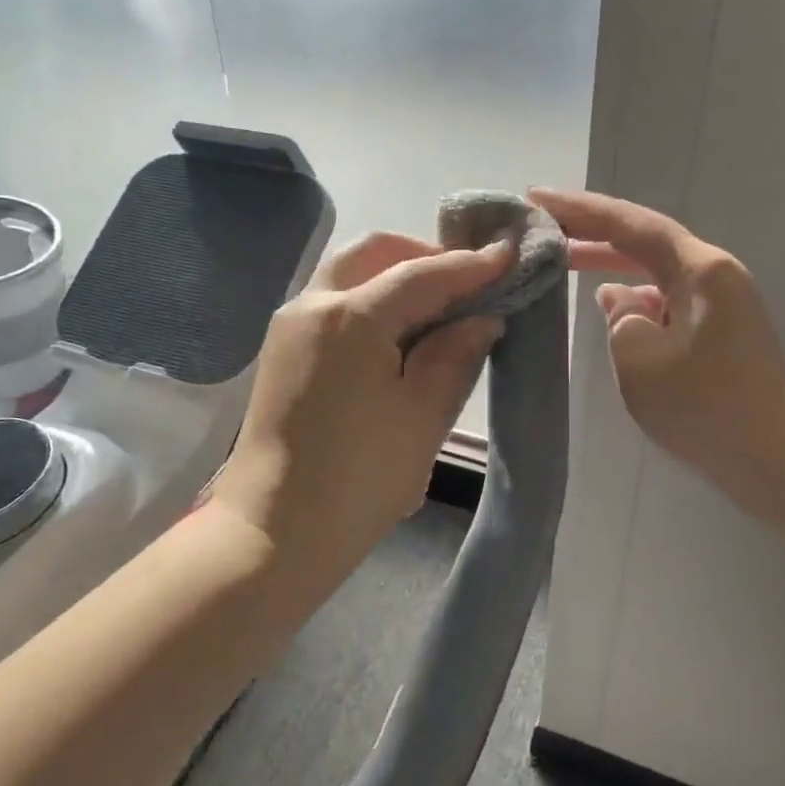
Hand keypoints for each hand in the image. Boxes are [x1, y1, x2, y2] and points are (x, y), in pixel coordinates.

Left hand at [215, 232, 510, 578]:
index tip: (509, 256)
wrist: (275, 532)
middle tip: (468, 281)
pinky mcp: (283, 350)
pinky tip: (401, 333)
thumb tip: (480, 318)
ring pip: (349, 272)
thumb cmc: (359, 478)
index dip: (470, 265)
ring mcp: (290, 325)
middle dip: (424, 256)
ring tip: (440, 307)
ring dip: (395, 275)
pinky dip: (371, 299)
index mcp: (350, 317)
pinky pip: (333, 302)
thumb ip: (455, 355)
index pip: (421, 274)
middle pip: (374, 253)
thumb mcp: (423, 416)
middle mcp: (312, 304)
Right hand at [530, 188, 784, 526]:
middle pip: (643, 240)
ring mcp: (719, 302)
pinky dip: (632, 296)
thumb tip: (620, 298)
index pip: (630, 224)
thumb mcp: (641, 362)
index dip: (580, 209)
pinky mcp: (718, 329)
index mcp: (699, 270)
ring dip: (609, 264)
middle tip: (540, 227)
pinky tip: (606, 306)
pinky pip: (665, 298)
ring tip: (560, 260)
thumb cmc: (707, 410)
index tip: (535, 197)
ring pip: (653, 270)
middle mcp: (713, 274)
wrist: (778, 460)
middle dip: (591, 232)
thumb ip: (620, 319)